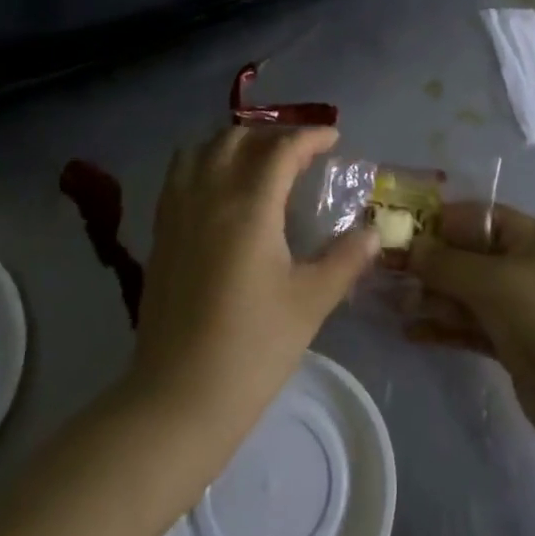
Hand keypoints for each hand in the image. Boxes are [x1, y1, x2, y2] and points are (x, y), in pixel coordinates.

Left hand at [129, 126, 377, 452]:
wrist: (178, 400)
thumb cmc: (252, 350)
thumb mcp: (310, 303)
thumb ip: (345, 259)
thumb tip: (374, 232)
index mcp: (249, 208)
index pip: (281, 149)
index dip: (310, 137)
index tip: (333, 139)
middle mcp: (209, 196)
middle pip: (238, 138)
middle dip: (273, 134)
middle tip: (300, 153)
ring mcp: (178, 212)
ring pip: (203, 149)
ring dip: (234, 143)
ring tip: (259, 161)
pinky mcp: (161, 233)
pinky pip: (180, 174)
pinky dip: (204, 161)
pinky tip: (220, 187)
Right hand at [408, 202, 534, 455]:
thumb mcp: (492, 281)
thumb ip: (446, 263)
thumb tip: (411, 248)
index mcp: (530, 238)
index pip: (478, 216)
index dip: (440, 221)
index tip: (400, 231)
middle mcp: (524, 265)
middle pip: (468, 255)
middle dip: (429, 262)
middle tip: (386, 271)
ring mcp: (518, 307)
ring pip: (466, 293)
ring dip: (432, 296)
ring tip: (391, 303)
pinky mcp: (511, 343)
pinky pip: (470, 326)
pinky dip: (444, 327)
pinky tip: (410, 332)